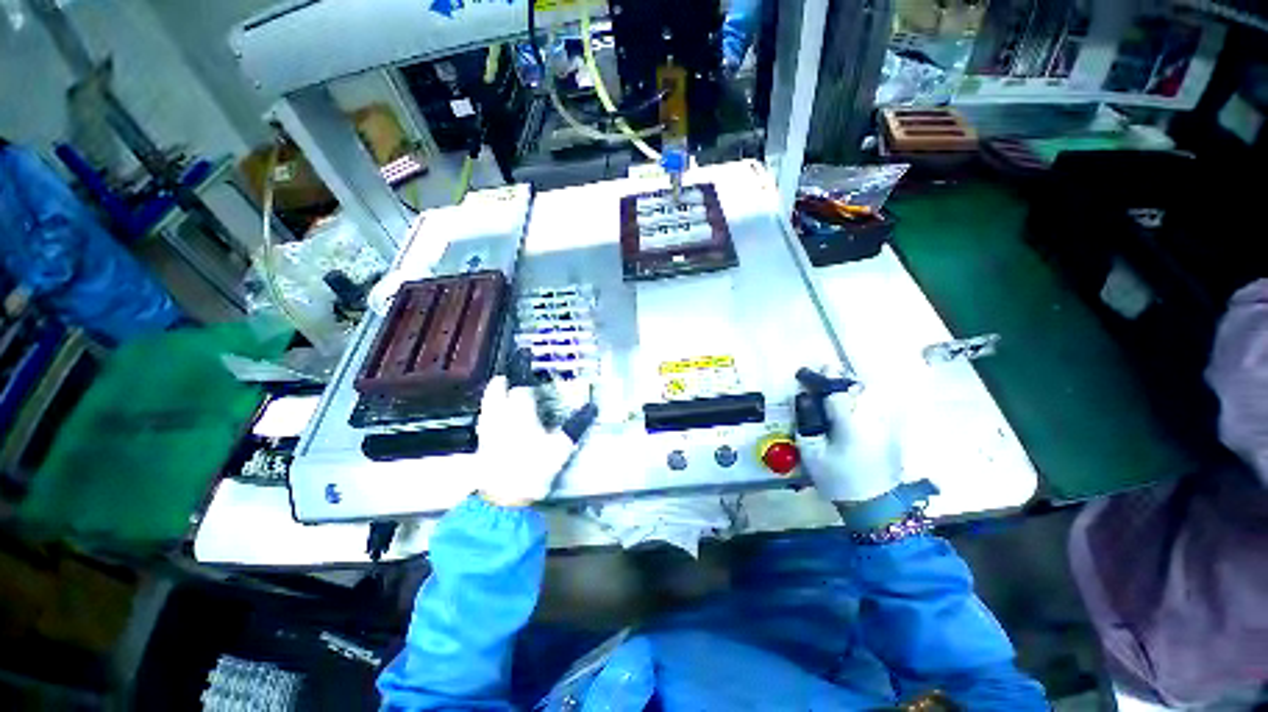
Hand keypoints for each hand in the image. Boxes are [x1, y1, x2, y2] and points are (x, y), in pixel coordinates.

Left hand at [474, 376, 575, 506]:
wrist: (504, 498)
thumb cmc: (534, 469)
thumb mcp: (561, 448)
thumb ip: (575, 427)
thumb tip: (592, 409)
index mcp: (520, 413)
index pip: (522, 392)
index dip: (529, 388)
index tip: (536, 390)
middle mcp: (500, 416)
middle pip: (495, 391)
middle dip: (501, 384)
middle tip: (506, 378)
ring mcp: (488, 430)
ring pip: (486, 405)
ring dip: (492, 397)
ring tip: (499, 394)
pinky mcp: (481, 444)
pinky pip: (483, 420)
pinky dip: (488, 413)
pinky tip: (494, 419)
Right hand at [795, 375, 905, 504]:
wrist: (875, 504)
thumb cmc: (839, 479)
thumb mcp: (812, 454)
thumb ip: (807, 423)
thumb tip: (803, 399)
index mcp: (850, 423)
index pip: (836, 392)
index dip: (822, 379)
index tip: (809, 371)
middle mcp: (872, 418)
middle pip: (857, 386)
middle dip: (840, 377)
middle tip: (825, 372)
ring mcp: (886, 423)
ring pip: (871, 393)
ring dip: (853, 384)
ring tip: (838, 383)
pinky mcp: (893, 429)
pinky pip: (879, 403)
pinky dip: (866, 396)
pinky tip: (856, 399)